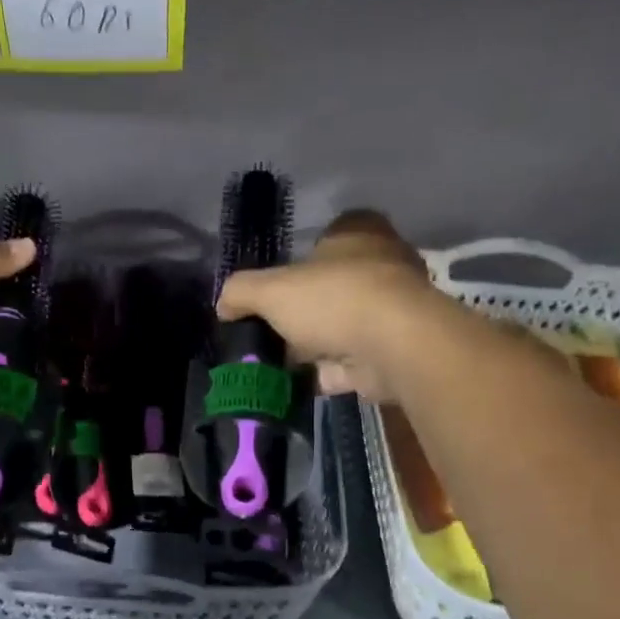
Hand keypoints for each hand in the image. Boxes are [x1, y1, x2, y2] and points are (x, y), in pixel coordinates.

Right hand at [215, 211, 435, 400]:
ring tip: (279, 362)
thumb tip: (223, 304)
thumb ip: (241, 292)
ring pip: (344, 324)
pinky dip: (328, 373)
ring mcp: (393, 310)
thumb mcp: (271, 290)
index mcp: (358, 234)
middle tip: (272, 328)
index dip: (303, 256)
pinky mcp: (396, 350)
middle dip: (305, 309)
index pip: (331, 234)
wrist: (395, 347)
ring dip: (316, 345)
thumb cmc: (333, 299)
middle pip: (335, 284)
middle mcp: (383, 265)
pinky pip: (353, 360)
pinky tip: (299, 384)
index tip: (280, 283)